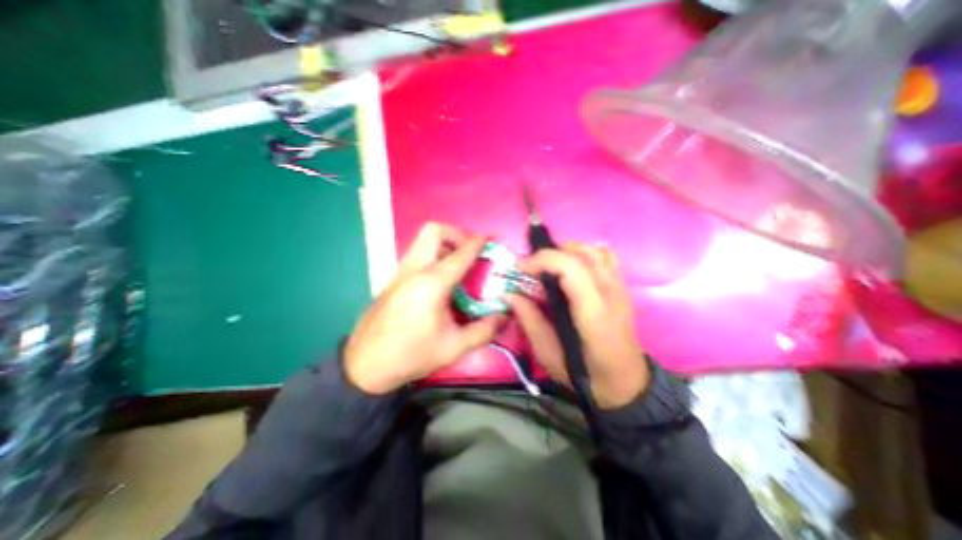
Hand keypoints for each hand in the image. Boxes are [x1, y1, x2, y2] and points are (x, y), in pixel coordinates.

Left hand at [344, 221, 503, 394]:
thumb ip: (484, 330)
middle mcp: (414, 270)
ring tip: (458, 265)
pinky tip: (441, 280)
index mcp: (432, 283)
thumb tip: (505, 316)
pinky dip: (433, 255)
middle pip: (433, 231)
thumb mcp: (454, 347)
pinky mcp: (393, 279)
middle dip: (456, 233)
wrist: (366, 365)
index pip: (460, 253)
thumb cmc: (412, 354)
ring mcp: (400, 272)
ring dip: (444, 244)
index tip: (490, 239)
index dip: (478, 242)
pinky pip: (416, 254)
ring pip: (422, 240)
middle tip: (469, 251)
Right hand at [506, 245, 649, 409]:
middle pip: (582, 254)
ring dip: (566, 251)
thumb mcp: (548, 355)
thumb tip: (509, 294)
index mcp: (593, 314)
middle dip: (549, 254)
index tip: (520, 268)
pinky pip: (605, 257)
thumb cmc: (585, 375)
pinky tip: (572, 267)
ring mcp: (620, 289)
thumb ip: (529, 320)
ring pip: (594, 251)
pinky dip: (585, 253)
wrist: (626, 383)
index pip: (571, 268)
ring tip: (548, 266)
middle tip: (530, 268)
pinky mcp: (622, 288)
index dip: (543, 260)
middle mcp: (610, 294)